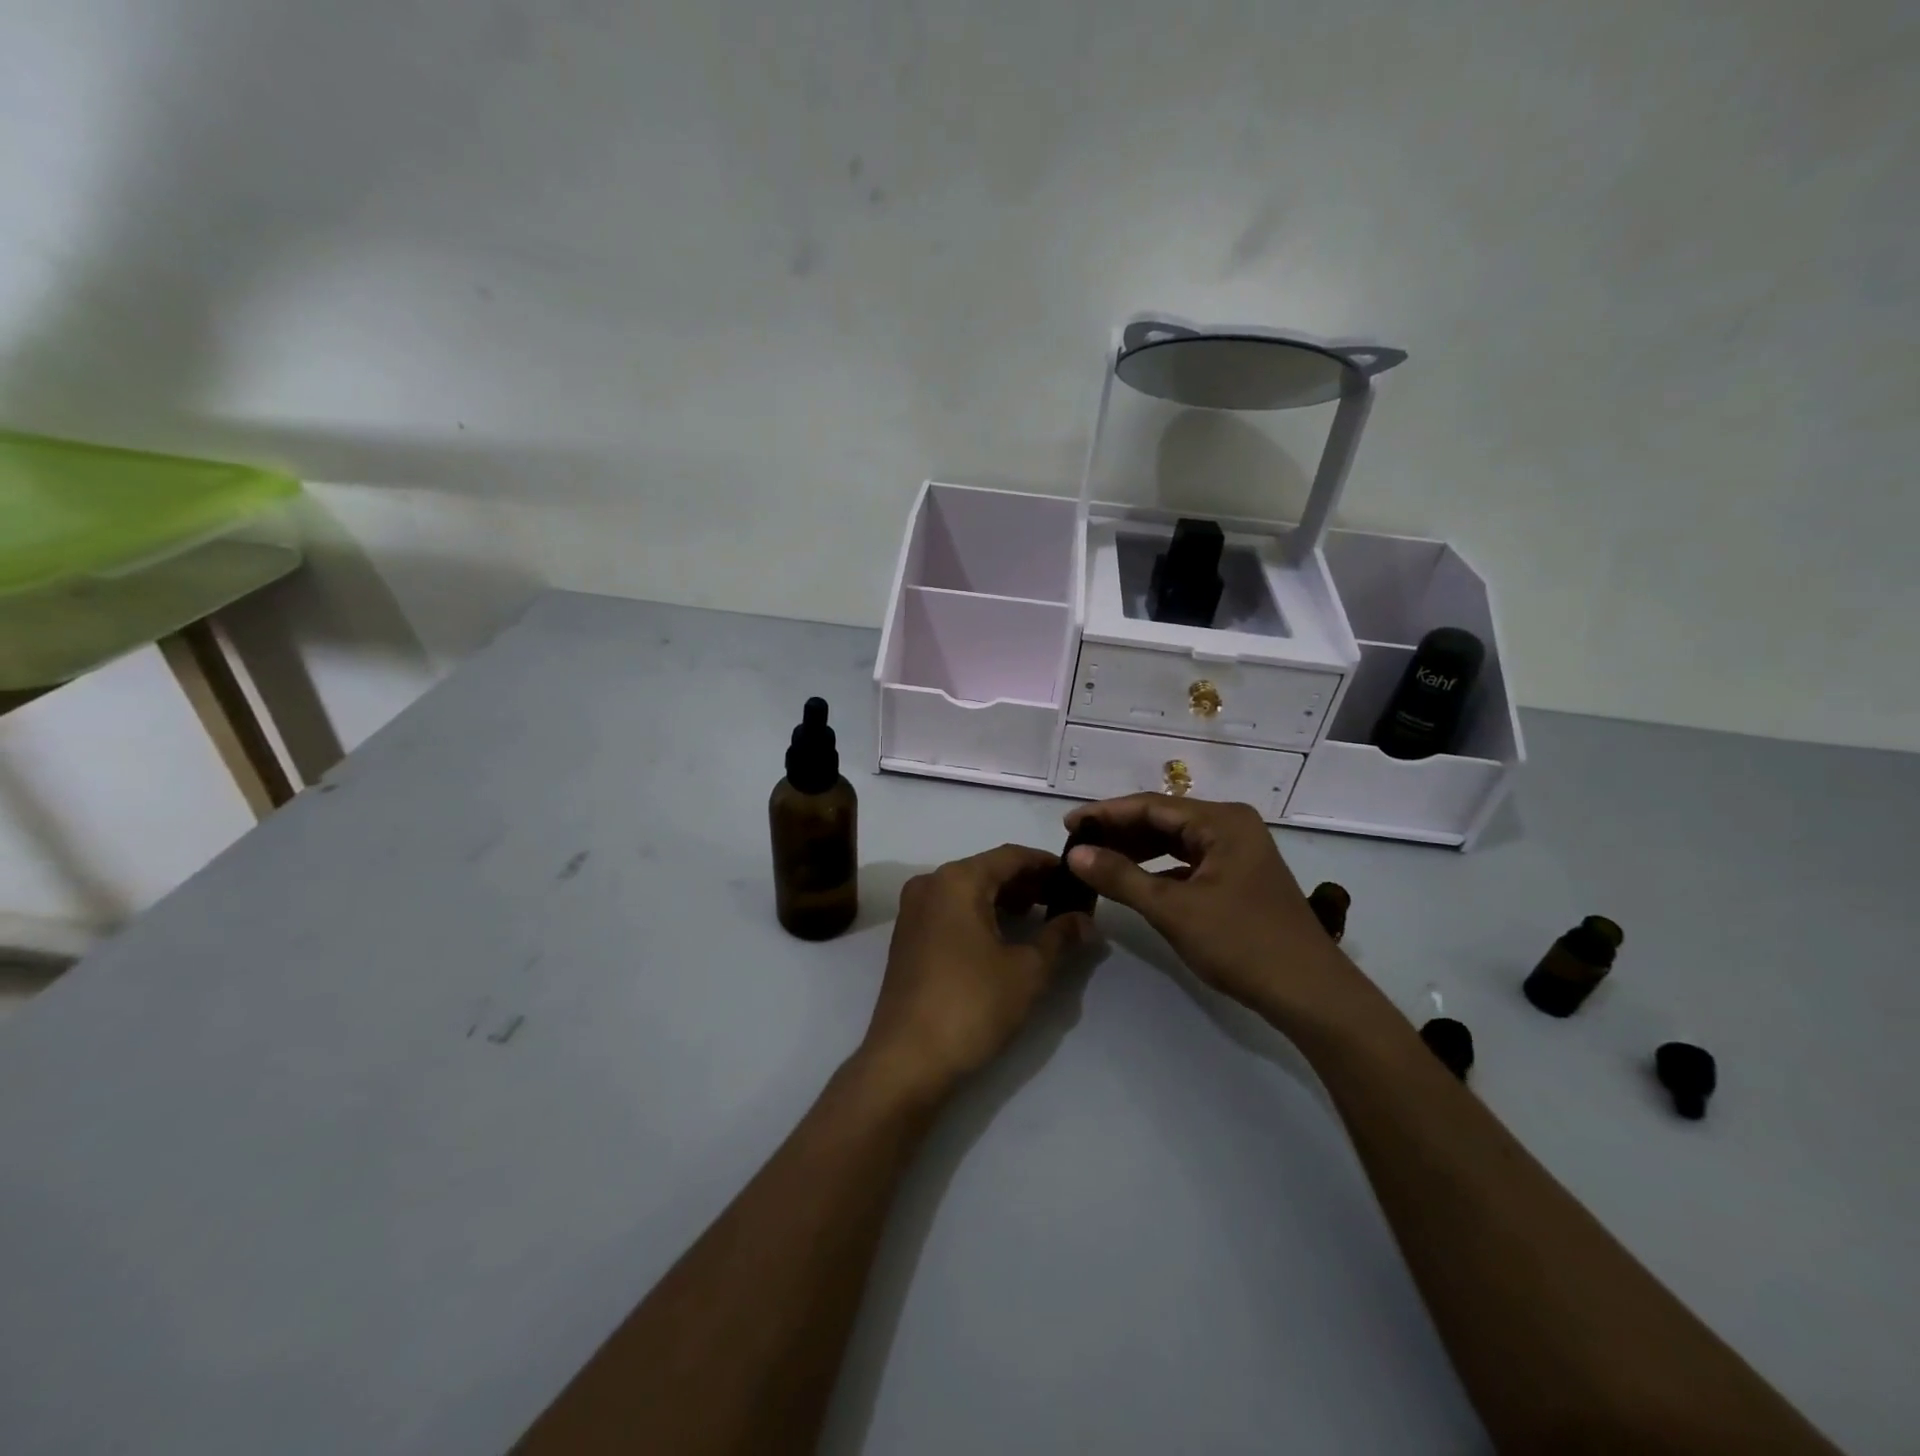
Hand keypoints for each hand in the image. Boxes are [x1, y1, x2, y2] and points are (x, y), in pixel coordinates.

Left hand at [858, 845, 1092, 1101]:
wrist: (907, 1059)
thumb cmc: (972, 1005)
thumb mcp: (1028, 970)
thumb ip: (1060, 936)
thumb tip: (1086, 920)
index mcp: (957, 880)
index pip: (1011, 856)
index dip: (1047, 864)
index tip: (1077, 877)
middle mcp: (930, 884)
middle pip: (988, 869)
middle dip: (1028, 882)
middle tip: (1065, 900)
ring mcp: (914, 910)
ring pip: (969, 890)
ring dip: (1006, 899)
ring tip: (1042, 917)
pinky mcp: (908, 937)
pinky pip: (952, 910)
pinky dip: (982, 914)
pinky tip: (1006, 935)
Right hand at [1063, 795, 1364, 1030]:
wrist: (1309, 993)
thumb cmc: (1241, 943)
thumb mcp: (1173, 909)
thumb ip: (1121, 877)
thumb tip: (1075, 853)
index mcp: (1222, 821)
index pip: (1151, 805)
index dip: (1105, 813)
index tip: (1068, 823)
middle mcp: (1231, 826)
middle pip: (1163, 819)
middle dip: (1119, 832)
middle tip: (1077, 845)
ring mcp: (1238, 852)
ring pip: (1175, 842)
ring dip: (1137, 850)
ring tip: (1096, 861)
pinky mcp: (1239, 877)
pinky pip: (1188, 862)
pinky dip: (1158, 869)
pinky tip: (1133, 882)